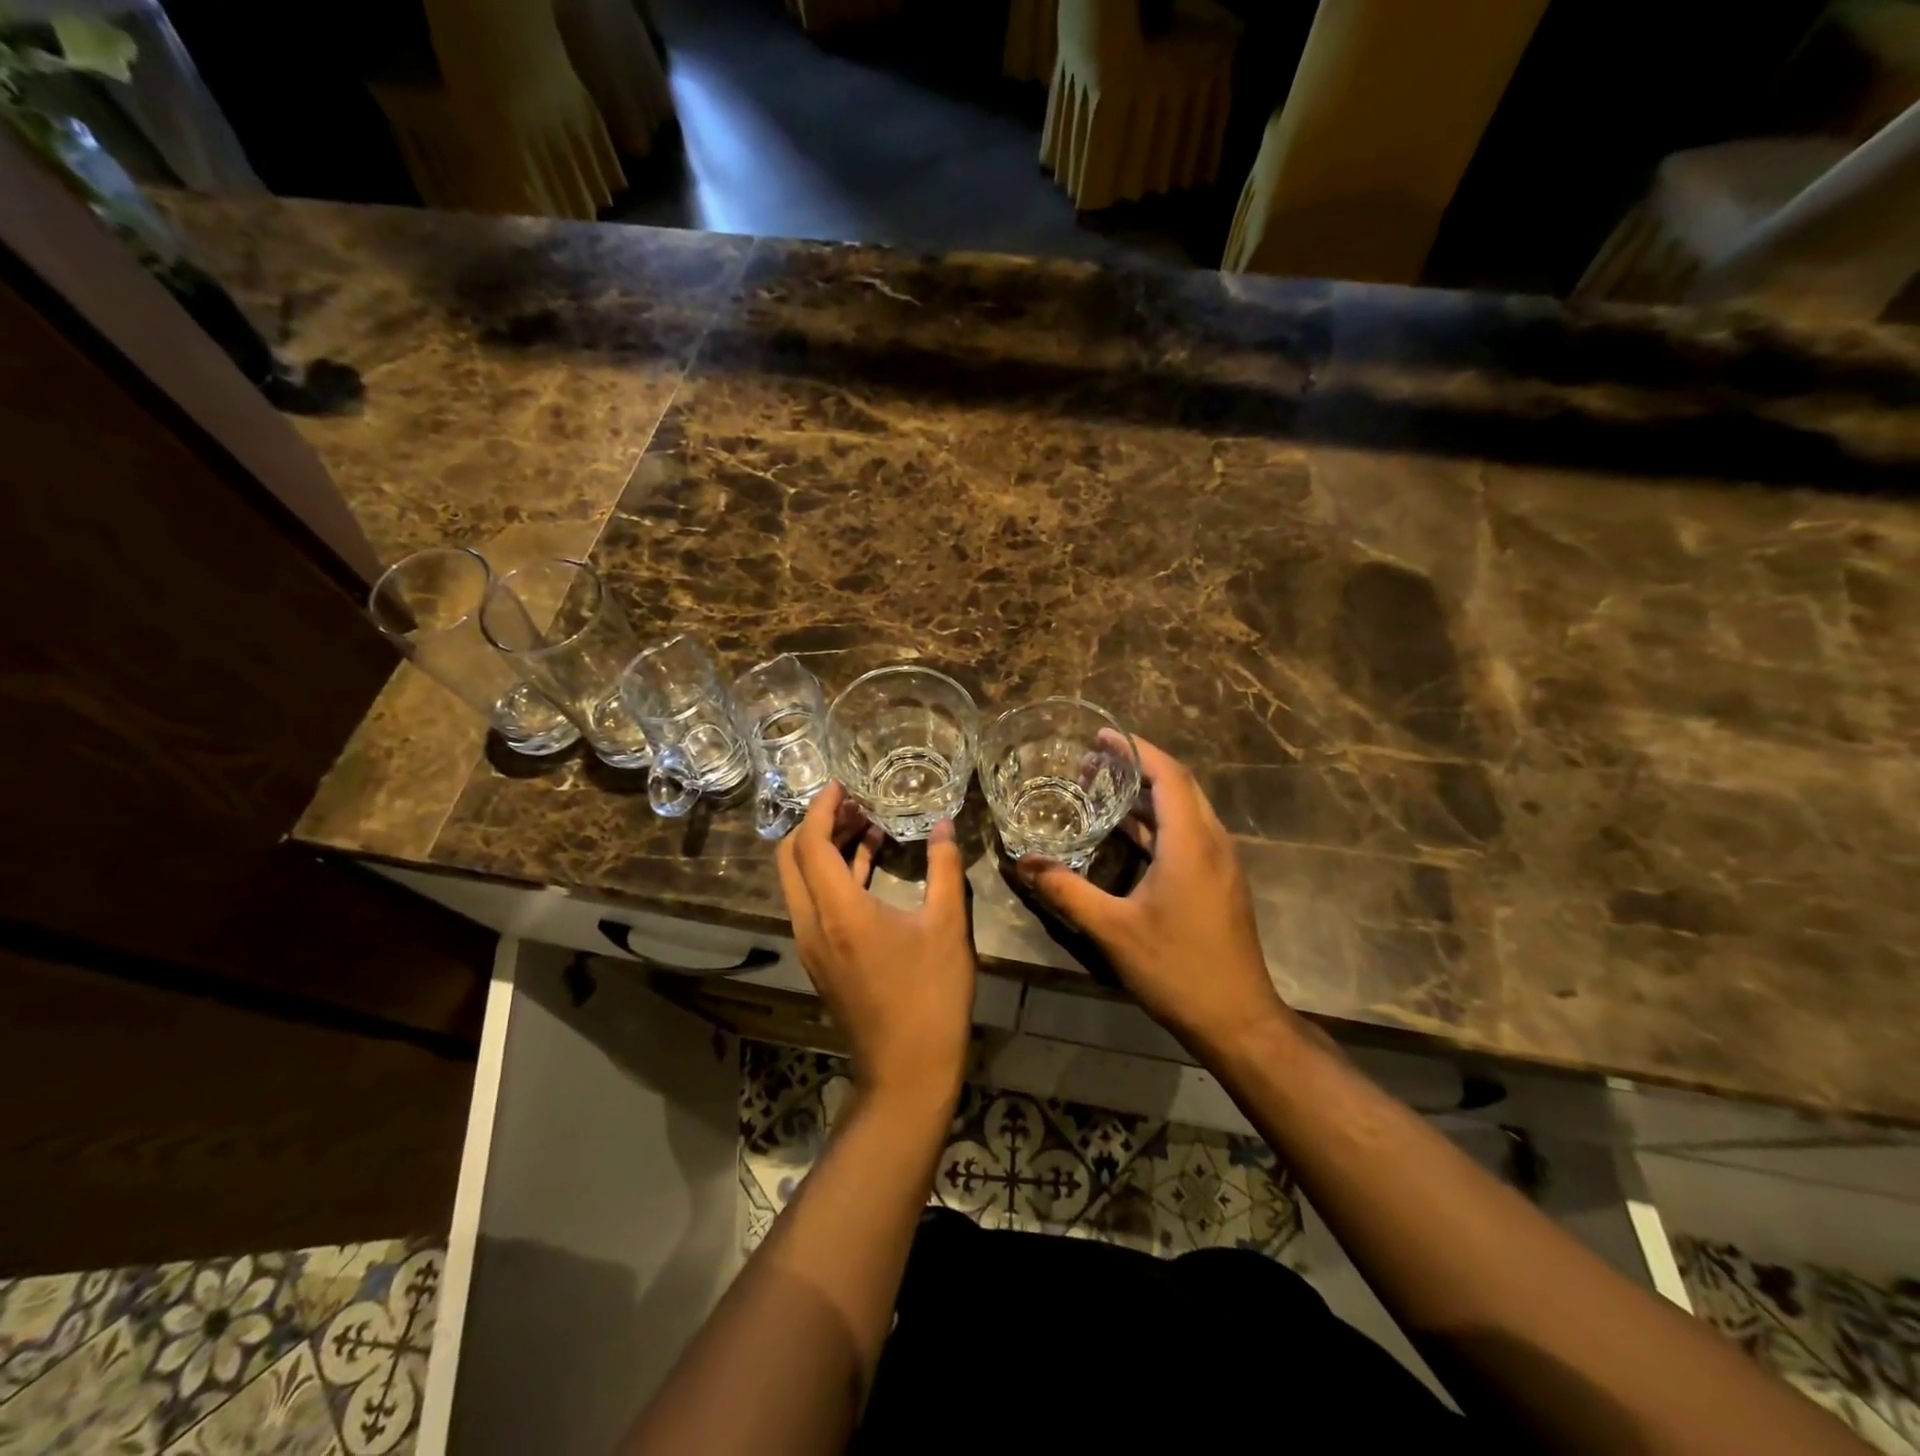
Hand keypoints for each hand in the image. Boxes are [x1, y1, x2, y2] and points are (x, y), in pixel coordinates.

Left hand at [776, 782, 976, 1107]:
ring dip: (825, 848)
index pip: (810, 842)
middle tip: (856, 804)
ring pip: (800, 881)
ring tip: (867, 825)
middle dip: (818, 824)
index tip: (843, 785)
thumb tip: (945, 825)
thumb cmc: (931, 995)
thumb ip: (944, 867)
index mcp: (838, 910)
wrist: (907, 1069)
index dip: (823, 807)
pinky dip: (832, 876)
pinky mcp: (820, 958)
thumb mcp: (947, 925)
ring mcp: (811, 944)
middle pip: (792, 858)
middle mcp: (812, 923)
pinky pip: (814, 902)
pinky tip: (868, 863)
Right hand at [1016, 735, 1288, 1055]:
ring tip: (1104, 787)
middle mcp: (1212, 842)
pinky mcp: (1220, 881)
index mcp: (1191, 843)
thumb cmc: (1176, 968)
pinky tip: (1128, 833)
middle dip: (1138, 766)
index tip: (1101, 736)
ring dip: (1148, 794)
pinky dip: (1158, 822)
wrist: (1237, 1019)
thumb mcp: (1112, 929)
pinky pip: (1188, 833)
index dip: (1135, 749)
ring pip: (1185, 810)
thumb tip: (1024, 863)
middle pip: (1179, 785)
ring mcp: (1221, 863)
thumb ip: (1066, 890)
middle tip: (1094, 760)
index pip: (1168, 774)